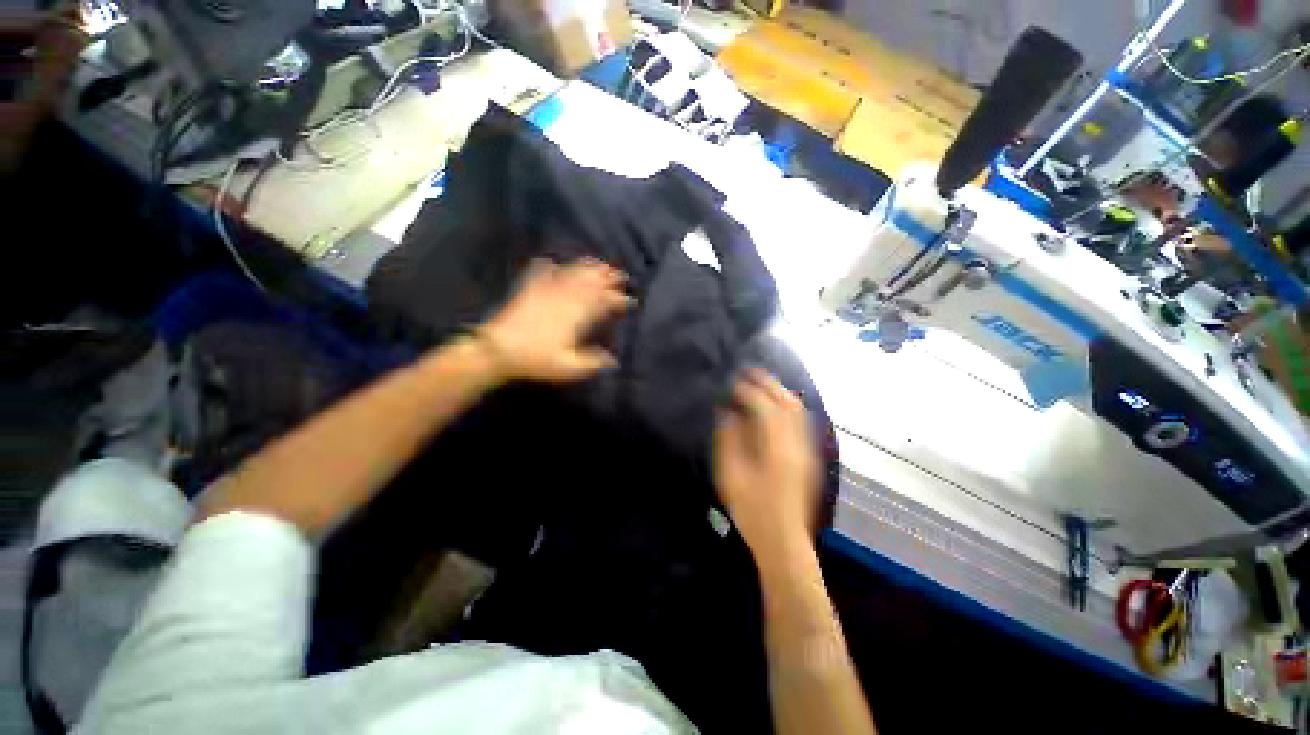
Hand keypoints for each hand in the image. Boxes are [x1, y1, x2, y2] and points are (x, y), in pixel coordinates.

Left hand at [477, 258, 632, 382]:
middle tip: (620, 274)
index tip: (630, 301)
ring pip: (570, 274)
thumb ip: (592, 362)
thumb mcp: (568, 367)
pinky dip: (548, 267)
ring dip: (586, 268)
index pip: (602, 302)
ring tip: (599, 263)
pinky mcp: (529, 291)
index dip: (618, 300)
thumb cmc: (535, 360)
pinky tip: (551, 261)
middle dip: (607, 277)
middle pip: (590, 283)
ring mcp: (546, 292)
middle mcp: (564, 299)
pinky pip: (540, 274)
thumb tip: (613, 360)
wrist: (498, 350)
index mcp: (576, 316)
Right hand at [714, 369, 820, 562]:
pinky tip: (775, 404)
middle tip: (750, 370)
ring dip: (779, 391)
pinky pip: (800, 421)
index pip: (766, 408)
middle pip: (787, 403)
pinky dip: (787, 405)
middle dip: (768, 383)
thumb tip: (728, 412)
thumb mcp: (732, 476)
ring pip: (798, 410)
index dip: (749, 390)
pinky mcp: (808, 457)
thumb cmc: (753, 511)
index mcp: (778, 450)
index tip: (732, 381)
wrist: (783, 542)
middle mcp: (797, 445)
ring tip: (761, 381)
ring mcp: (806, 451)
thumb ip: (729, 440)